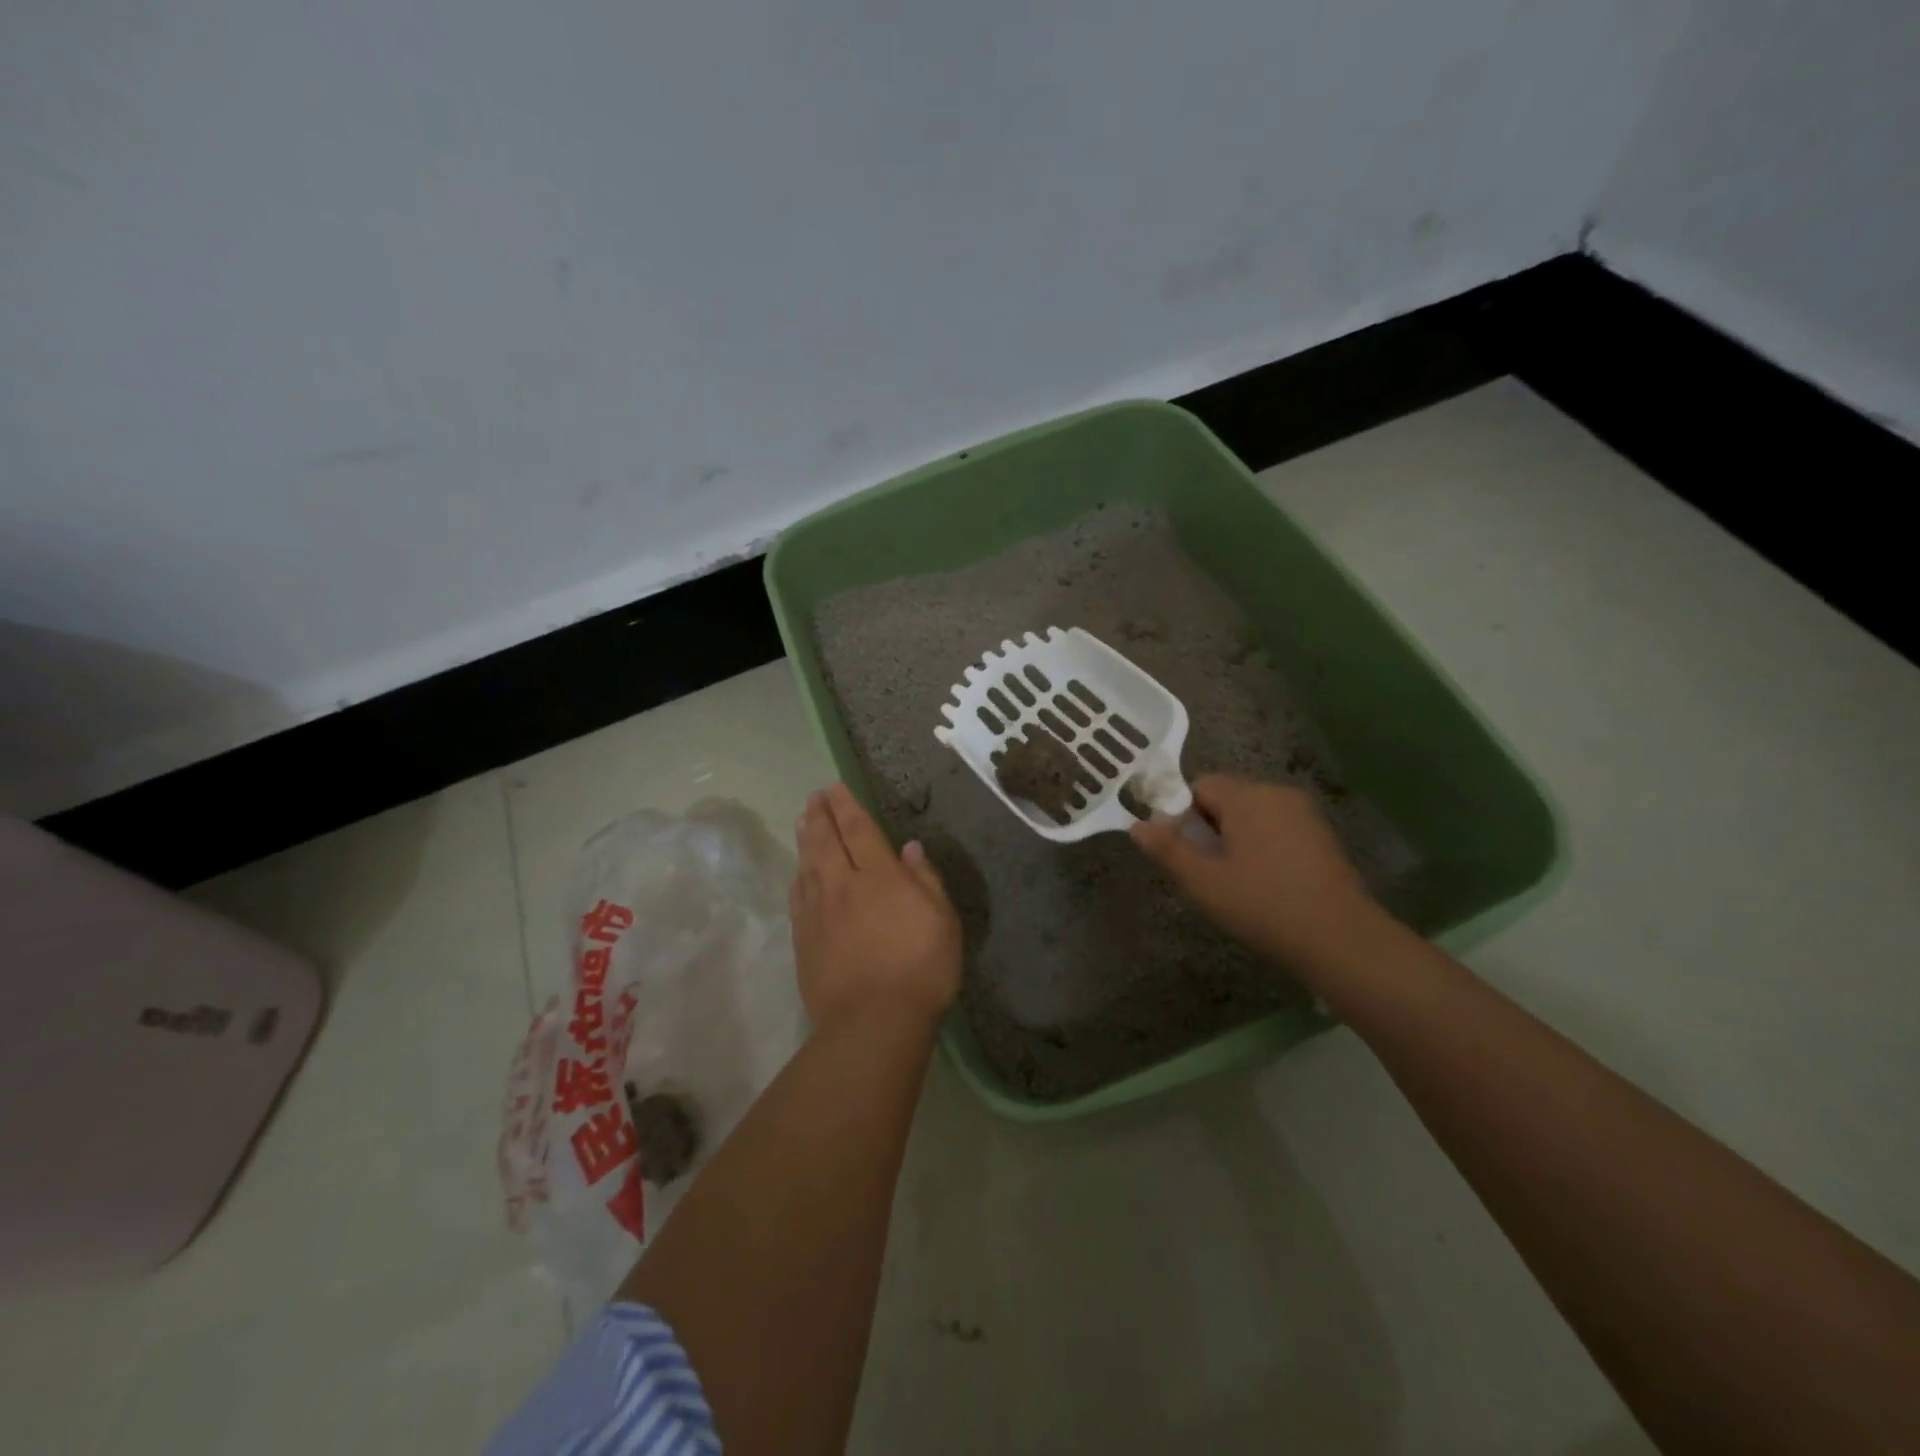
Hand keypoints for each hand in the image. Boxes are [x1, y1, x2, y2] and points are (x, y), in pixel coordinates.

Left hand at [790, 783, 962, 1033]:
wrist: (872, 1022)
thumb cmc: (920, 968)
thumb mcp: (943, 921)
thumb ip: (925, 880)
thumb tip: (909, 848)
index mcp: (879, 877)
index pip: (859, 830)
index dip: (847, 807)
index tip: (835, 788)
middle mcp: (843, 886)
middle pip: (827, 842)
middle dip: (820, 815)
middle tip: (814, 797)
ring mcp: (818, 913)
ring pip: (808, 865)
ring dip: (805, 839)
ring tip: (801, 820)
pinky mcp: (804, 940)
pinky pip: (797, 897)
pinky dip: (797, 877)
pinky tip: (798, 871)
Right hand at [1131, 775, 1386, 973]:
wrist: (1340, 940)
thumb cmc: (1263, 905)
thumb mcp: (1203, 882)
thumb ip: (1167, 849)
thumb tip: (1137, 826)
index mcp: (1248, 796)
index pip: (1199, 785)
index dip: (1182, 815)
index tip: (1183, 852)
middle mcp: (1277, 793)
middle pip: (1226, 797)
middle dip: (1208, 827)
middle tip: (1206, 871)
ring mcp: (1304, 814)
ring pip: (1251, 814)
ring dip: (1235, 838)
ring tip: (1234, 881)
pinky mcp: (1321, 836)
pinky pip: (1276, 828)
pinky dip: (1262, 846)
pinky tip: (1264, 883)